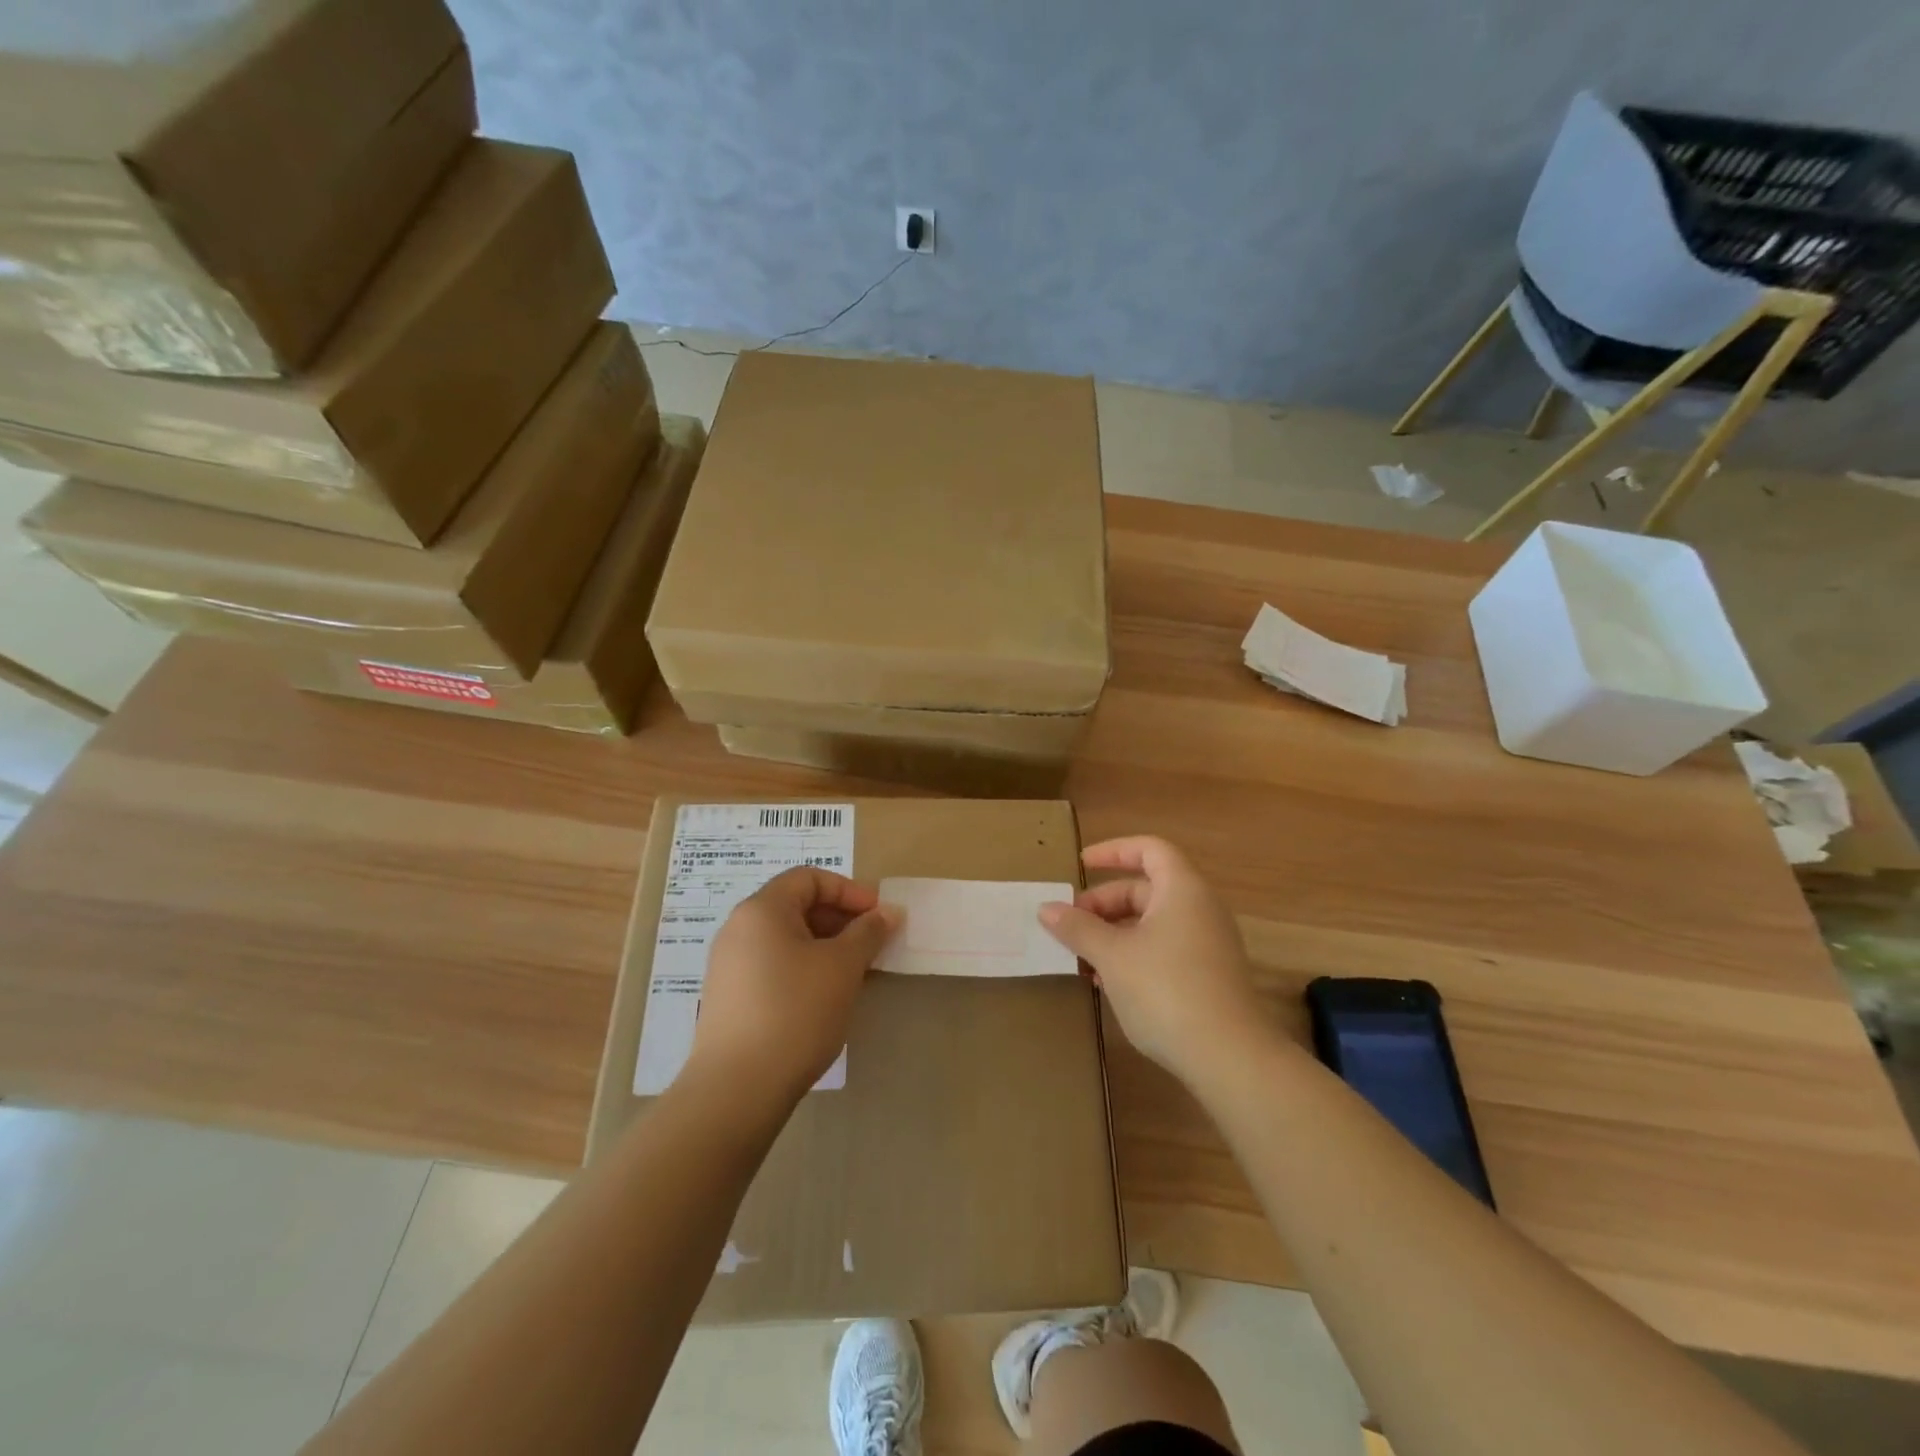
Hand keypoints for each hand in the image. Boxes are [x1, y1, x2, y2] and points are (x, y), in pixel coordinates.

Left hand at [686, 867, 899, 1102]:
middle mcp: (738, 929)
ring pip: (786, 939)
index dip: (849, 891)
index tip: (878, 916)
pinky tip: (825, 998)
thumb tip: (888, 912)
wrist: (737, 1088)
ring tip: (854, 973)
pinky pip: (773, 966)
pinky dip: (804, 969)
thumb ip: (868, 932)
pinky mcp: (729, 998)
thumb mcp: (842, 966)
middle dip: (840, 920)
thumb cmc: (796, 1011)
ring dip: (825, 947)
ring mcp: (729, 965)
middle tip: (872, 946)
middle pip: (796, 906)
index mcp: (761, 909)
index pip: (809, 878)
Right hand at [1039, 836, 1269, 1081]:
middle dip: (1103, 903)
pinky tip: (1107, 983)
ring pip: (1152, 923)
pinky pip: (1164, 949)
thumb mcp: (1112, 956)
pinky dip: (1133, 954)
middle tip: (1069, 925)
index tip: (1080, 866)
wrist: (1229, 1058)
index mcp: (1182, 890)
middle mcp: (1200, 909)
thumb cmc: (1166, 990)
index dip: (1113, 851)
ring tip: (1081, 957)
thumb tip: (1046, 908)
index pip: (1149, 849)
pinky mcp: (1208, 977)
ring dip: (1114, 933)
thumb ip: (1078, 928)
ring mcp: (1208, 944)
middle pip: (1146, 889)